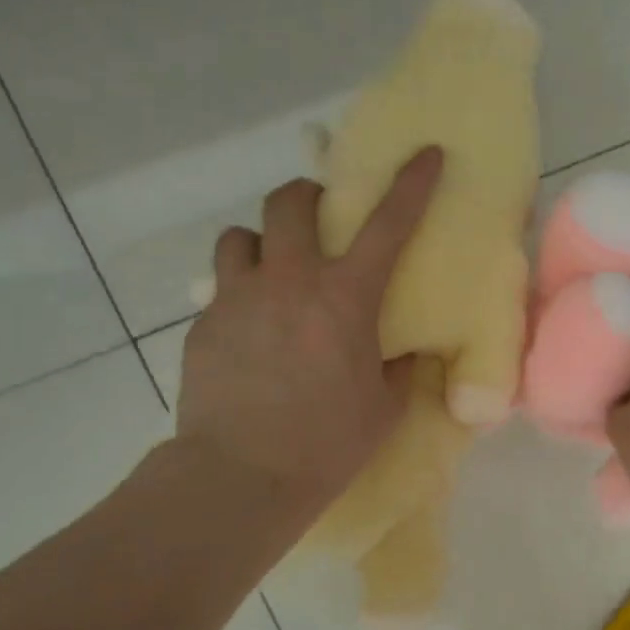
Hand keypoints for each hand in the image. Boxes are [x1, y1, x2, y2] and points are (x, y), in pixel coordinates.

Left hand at [174, 147, 442, 511]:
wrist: (241, 477)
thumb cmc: (326, 444)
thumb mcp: (384, 408)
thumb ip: (398, 368)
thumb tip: (404, 352)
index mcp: (345, 299)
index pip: (388, 224)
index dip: (411, 183)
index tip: (426, 152)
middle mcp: (289, 282)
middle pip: (289, 203)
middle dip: (307, 197)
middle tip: (319, 220)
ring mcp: (239, 299)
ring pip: (240, 237)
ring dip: (261, 243)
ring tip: (271, 272)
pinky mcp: (204, 325)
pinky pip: (221, 289)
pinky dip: (240, 294)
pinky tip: (249, 332)